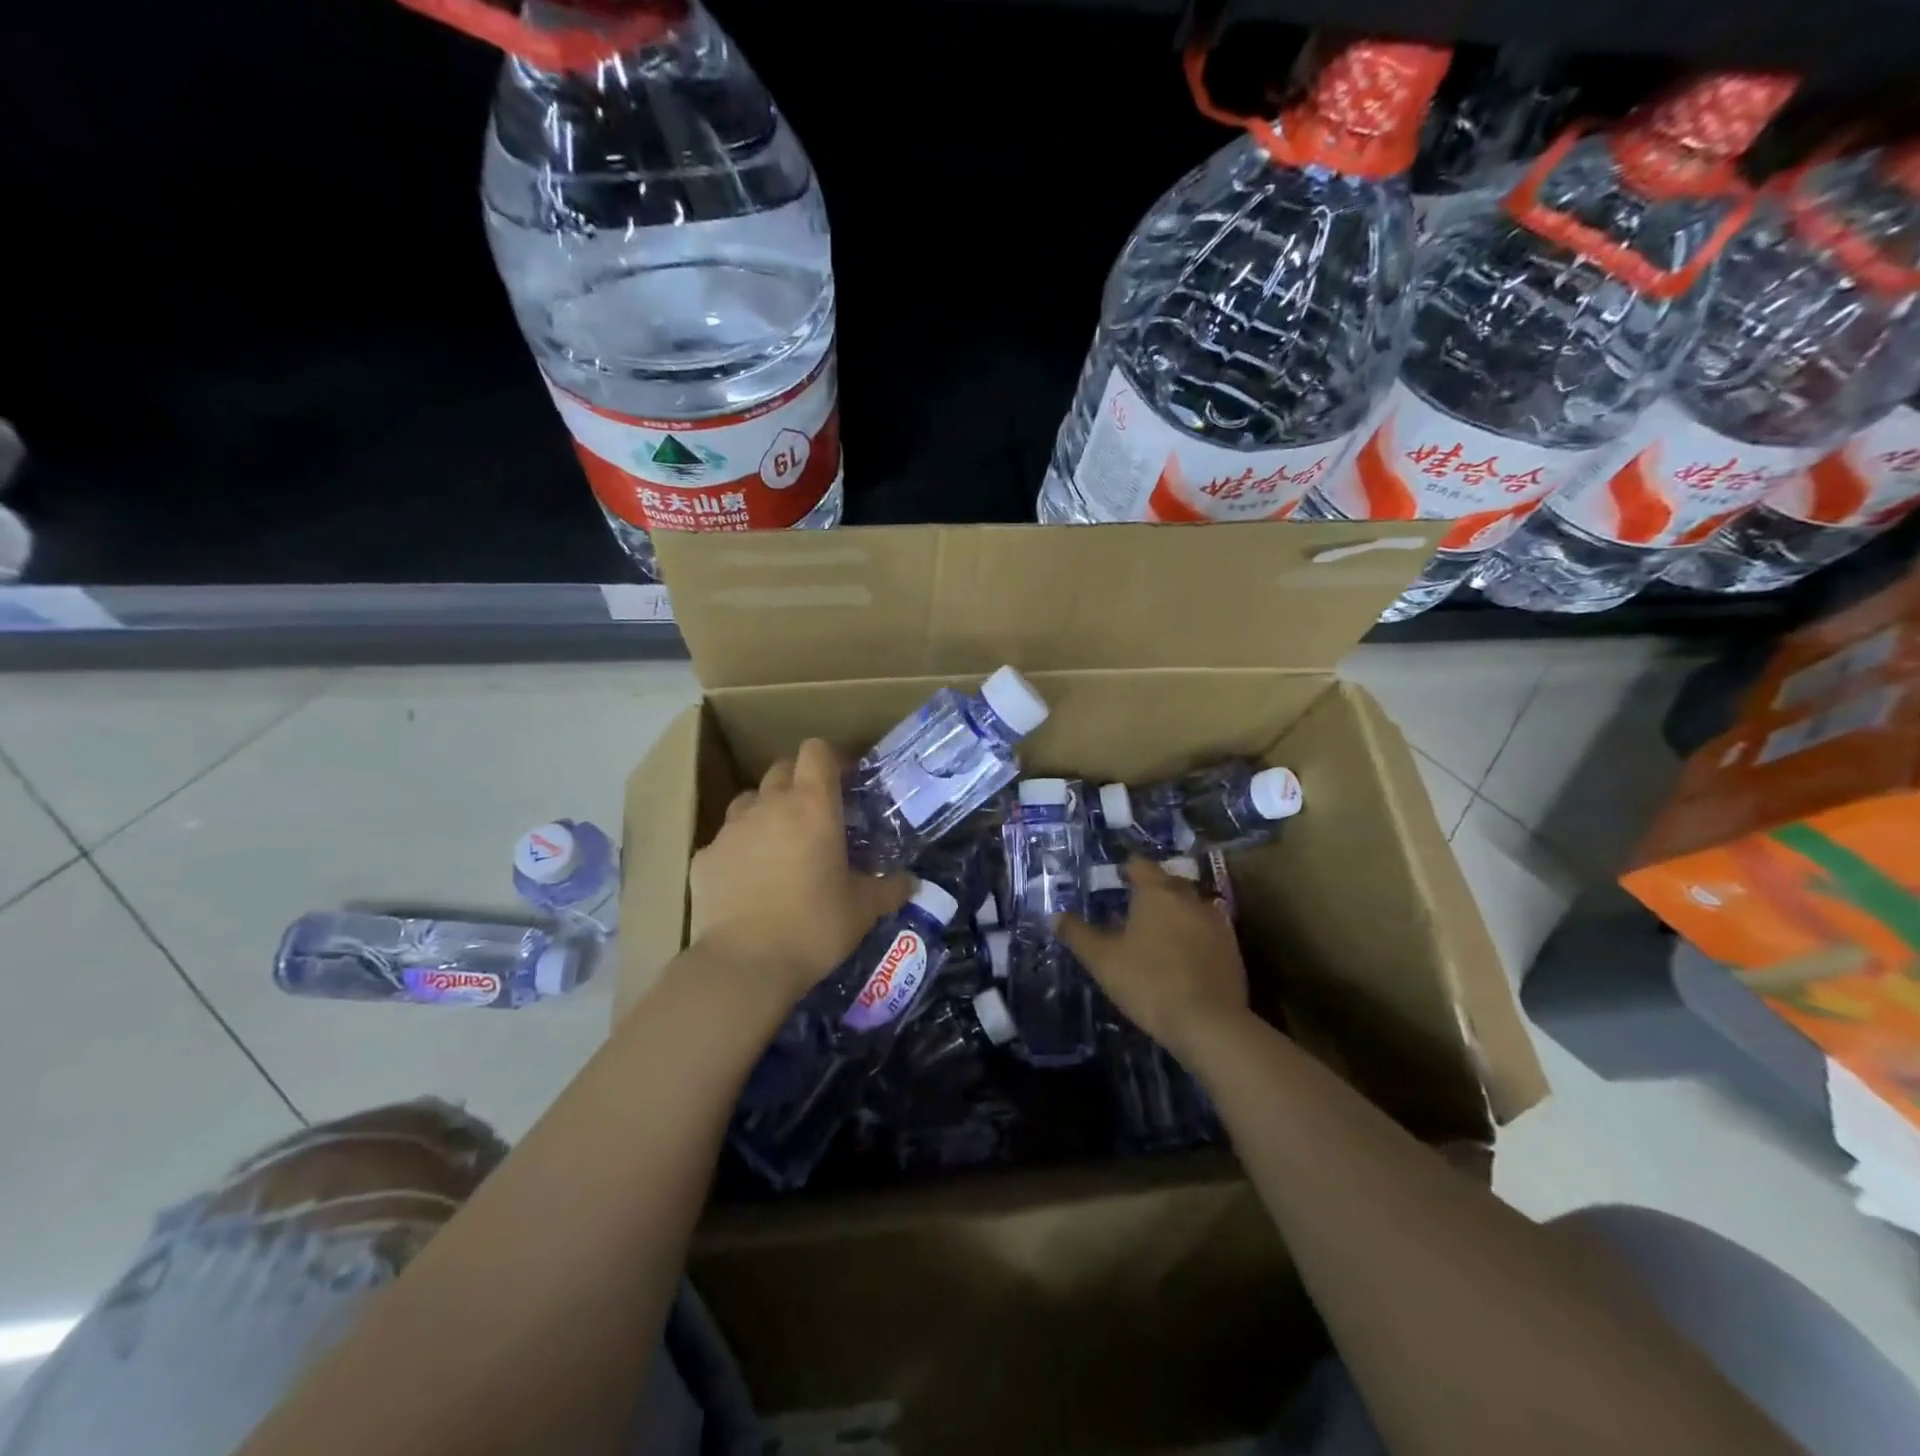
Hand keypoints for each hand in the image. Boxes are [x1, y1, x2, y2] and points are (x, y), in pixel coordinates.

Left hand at [689, 739, 910, 1004]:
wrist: (744, 964)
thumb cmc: (814, 926)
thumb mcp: (864, 910)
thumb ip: (890, 888)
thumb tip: (911, 882)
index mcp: (812, 805)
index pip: (816, 751)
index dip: (831, 758)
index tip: (844, 781)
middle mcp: (768, 805)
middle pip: (781, 769)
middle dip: (799, 782)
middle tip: (816, 815)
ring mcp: (731, 829)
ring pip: (750, 801)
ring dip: (766, 811)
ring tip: (780, 845)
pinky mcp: (703, 857)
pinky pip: (726, 840)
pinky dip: (740, 850)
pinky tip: (749, 881)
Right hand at [1054, 858, 1248, 1061]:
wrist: (1209, 1023)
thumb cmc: (1148, 982)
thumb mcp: (1102, 960)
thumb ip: (1078, 934)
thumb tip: (1056, 915)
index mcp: (1156, 893)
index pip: (1141, 865)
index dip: (1127, 868)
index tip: (1117, 878)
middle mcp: (1189, 898)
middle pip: (1169, 882)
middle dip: (1152, 890)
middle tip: (1134, 906)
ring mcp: (1216, 922)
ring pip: (1191, 905)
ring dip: (1176, 912)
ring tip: (1159, 931)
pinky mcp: (1232, 948)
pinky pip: (1208, 930)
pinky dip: (1194, 934)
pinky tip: (1184, 954)